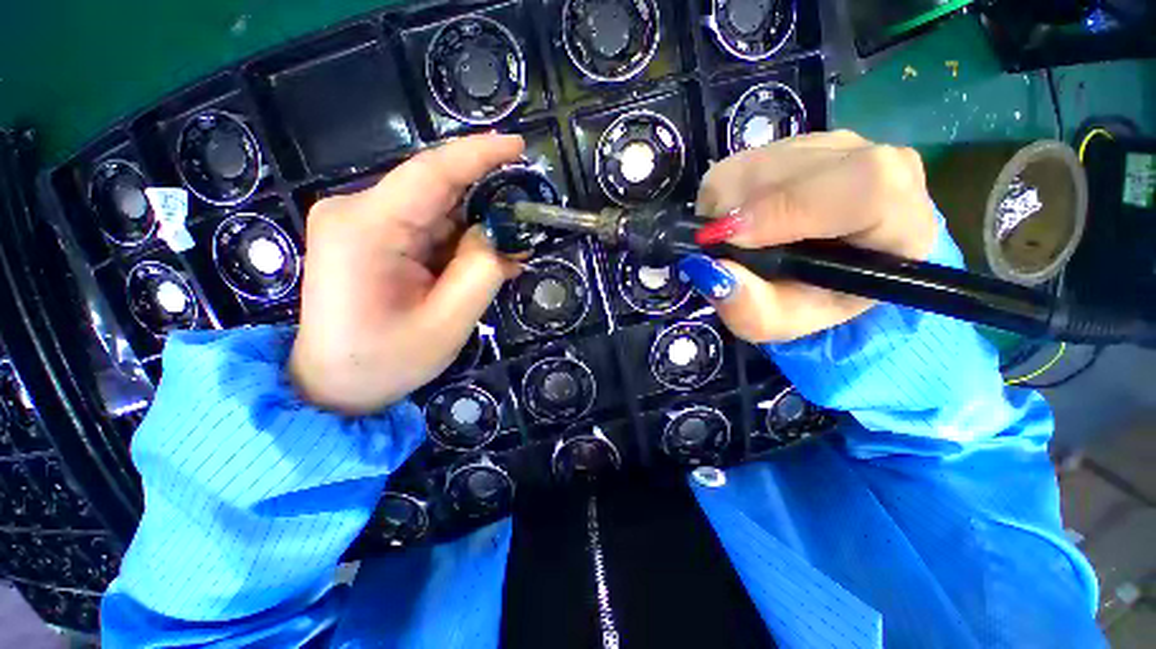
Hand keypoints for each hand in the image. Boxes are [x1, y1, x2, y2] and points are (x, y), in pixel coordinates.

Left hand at [290, 134, 524, 413]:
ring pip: (436, 210)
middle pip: (437, 191)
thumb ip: (482, 271)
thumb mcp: (448, 322)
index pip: (433, 173)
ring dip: (473, 232)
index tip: (520, 147)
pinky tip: (473, 267)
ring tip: (501, 263)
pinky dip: (457, 243)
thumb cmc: (386, 361)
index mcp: (367, 228)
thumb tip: (504, 235)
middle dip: (486, 207)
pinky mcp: (369, 235)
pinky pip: (426, 226)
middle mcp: (357, 211)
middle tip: (522, 233)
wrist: (333, 385)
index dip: (480, 155)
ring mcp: (360, 221)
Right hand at [680, 131, 936, 342]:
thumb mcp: (778, 323)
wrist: (824, 274)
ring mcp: (838, 145)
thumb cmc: (810, 302)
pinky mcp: (801, 141)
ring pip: (759, 161)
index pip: (862, 186)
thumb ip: (748, 308)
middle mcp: (880, 166)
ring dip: (726, 205)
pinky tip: (739, 219)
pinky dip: (724, 195)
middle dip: (736, 208)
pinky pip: (742, 160)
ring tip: (736, 239)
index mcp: (902, 222)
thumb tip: (707, 267)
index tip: (728, 237)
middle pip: (794, 166)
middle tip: (715, 244)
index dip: (785, 208)